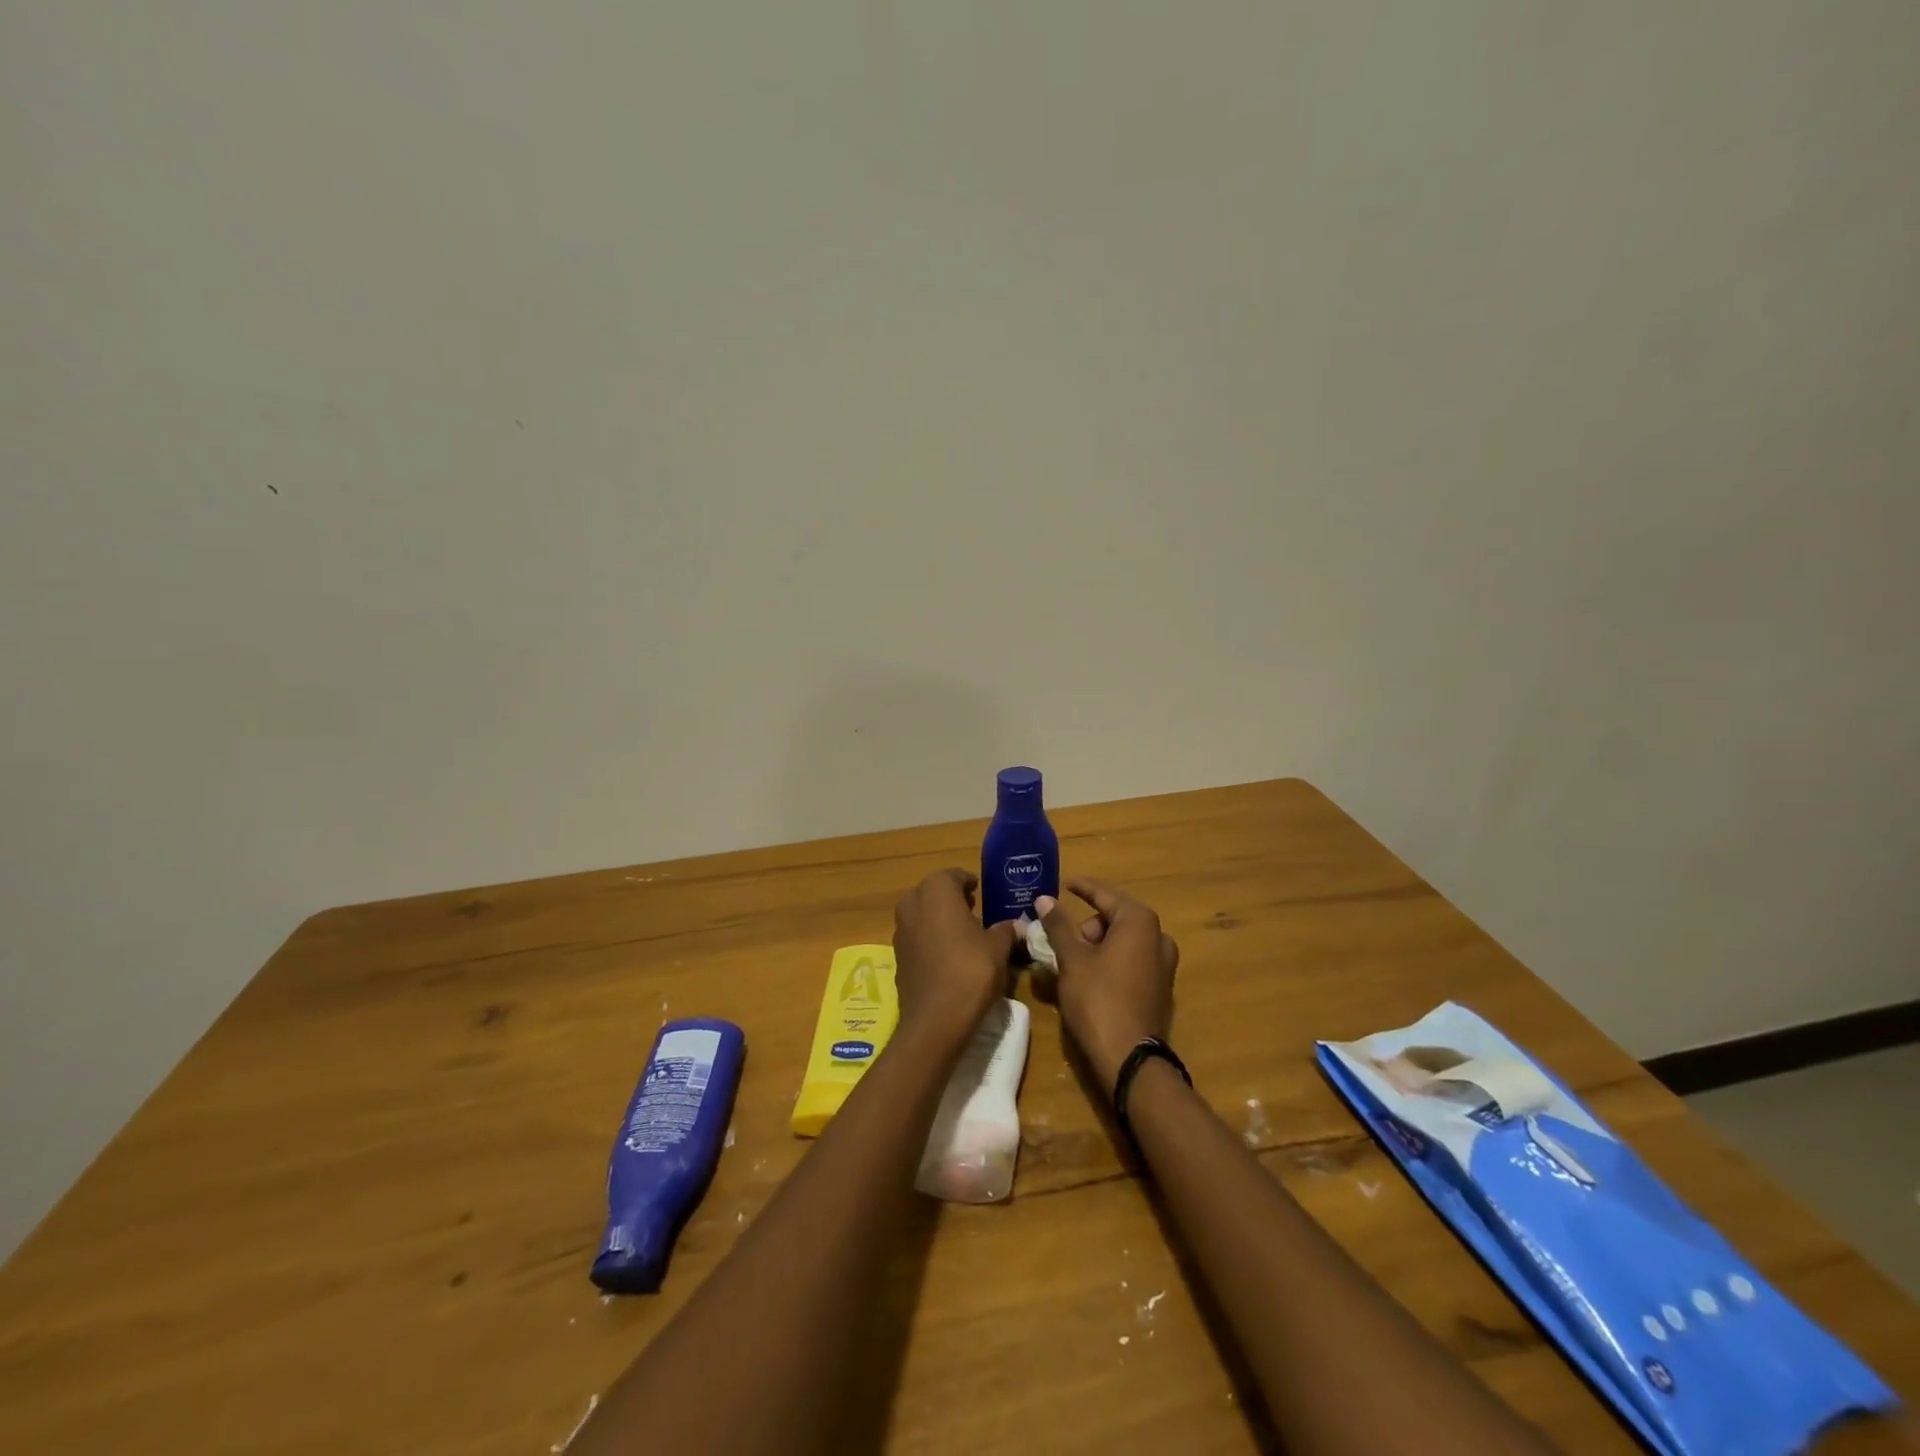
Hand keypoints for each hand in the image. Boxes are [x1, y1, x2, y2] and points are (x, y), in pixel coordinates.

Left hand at [892, 869, 1019, 1043]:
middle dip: (952, 899)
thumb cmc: (970, 971)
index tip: (981, 891)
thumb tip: (1016, 924)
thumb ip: (1006, 930)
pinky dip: (930, 939)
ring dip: (939, 919)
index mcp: (936, 891)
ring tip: (963, 934)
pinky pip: (917, 937)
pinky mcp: (897, 956)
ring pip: (922, 914)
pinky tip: (948, 956)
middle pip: (934, 892)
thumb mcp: (998, 948)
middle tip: (974, 910)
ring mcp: (900, 930)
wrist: (935, 1020)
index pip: (954, 876)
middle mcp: (913, 904)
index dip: (969, 882)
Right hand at [1037, 879, 1179, 1091]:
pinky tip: (1089, 979)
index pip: (1104, 894)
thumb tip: (1045, 898)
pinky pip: (1130, 961)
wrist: (1130, 1060)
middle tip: (1061, 944)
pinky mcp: (1161, 988)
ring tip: (1070, 965)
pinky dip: (1109, 962)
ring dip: (1096, 946)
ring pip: (1122, 942)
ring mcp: (1164, 964)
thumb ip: (1058, 925)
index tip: (1064, 883)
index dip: (1082, 887)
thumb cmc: (1098, 1000)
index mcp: (1139, 922)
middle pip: (1113, 918)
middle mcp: (1158, 937)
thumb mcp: (1071, 959)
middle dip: (1085, 927)